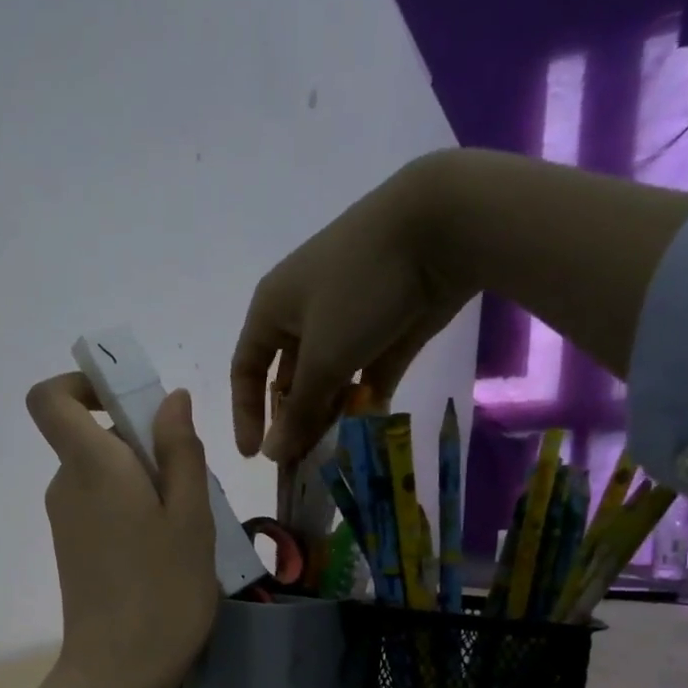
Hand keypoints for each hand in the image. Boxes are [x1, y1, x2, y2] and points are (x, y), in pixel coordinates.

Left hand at [27, 372, 218, 687]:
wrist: (117, 672)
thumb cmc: (164, 591)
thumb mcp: (191, 516)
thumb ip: (180, 450)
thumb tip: (171, 399)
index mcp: (90, 466)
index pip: (50, 399)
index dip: (82, 384)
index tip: (129, 401)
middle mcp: (66, 486)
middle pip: (93, 437)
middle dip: (143, 443)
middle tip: (192, 485)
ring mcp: (65, 521)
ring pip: (105, 475)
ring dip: (147, 481)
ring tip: (188, 525)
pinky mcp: (72, 549)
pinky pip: (102, 506)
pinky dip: (134, 509)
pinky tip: (167, 549)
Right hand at [231, 155, 472, 464]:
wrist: (442, 226)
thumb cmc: (359, 288)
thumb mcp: (323, 357)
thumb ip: (299, 411)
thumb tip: (273, 455)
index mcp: (272, 309)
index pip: (246, 369)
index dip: (245, 413)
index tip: (256, 455)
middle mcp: (304, 314)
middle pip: (289, 378)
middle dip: (293, 419)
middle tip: (302, 460)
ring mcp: (347, 318)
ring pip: (328, 377)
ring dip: (329, 412)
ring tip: (335, 450)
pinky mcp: (387, 325)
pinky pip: (365, 371)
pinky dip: (364, 397)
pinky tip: (368, 427)